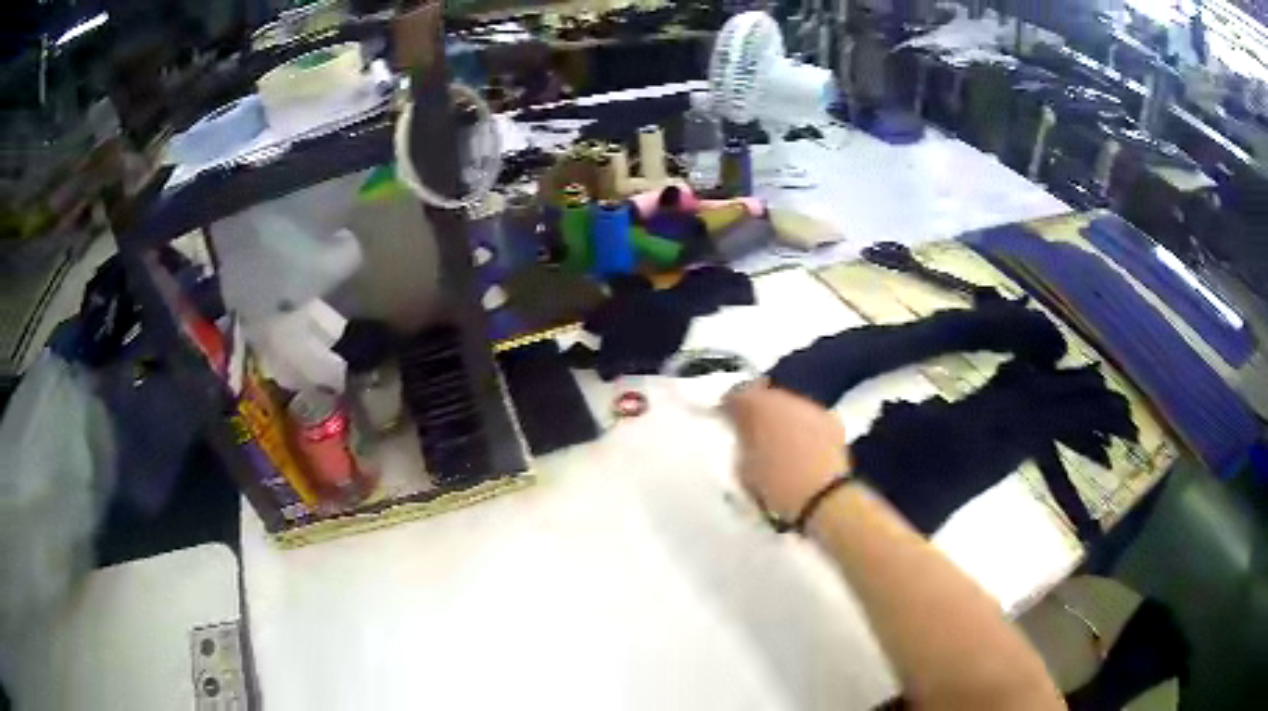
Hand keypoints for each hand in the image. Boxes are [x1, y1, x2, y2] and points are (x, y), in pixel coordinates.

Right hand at [722, 380, 849, 522]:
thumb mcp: (743, 467)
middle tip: (754, 430)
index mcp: (756, 407)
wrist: (821, 497)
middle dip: (758, 410)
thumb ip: (741, 443)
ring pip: (790, 405)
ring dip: (783, 417)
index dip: (729, 408)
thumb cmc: (774, 486)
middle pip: (765, 396)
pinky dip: (804, 427)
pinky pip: (810, 417)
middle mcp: (784, 399)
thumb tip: (744, 436)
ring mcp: (810, 407)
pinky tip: (804, 446)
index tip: (727, 420)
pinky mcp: (831, 419)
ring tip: (781, 440)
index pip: (736, 396)